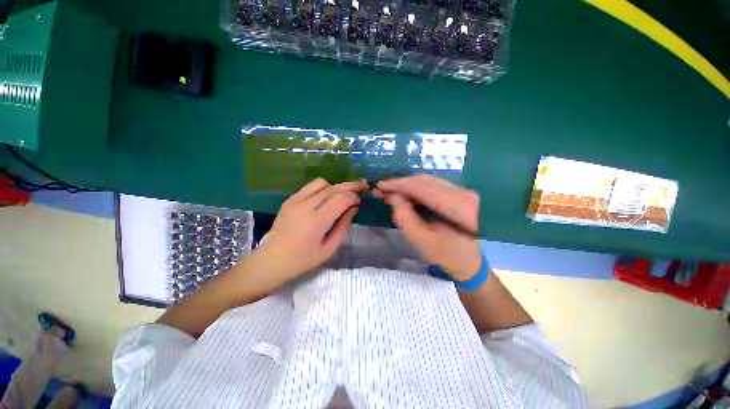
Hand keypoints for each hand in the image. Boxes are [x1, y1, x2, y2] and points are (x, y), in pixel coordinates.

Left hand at [256, 178, 367, 279]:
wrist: (271, 260)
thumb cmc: (303, 260)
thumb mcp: (329, 248)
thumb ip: (343, 225)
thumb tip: (354, 208)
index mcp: (316, 222)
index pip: (341, 200)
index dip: (353, 197)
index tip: (360, 201)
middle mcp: (305, 206)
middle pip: (333, 188)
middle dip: (350, 186)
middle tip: (362, 187)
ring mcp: (295, 200)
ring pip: (322, 183)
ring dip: (336, 186)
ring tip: (343, 194)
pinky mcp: (290, 199)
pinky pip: (310, 186)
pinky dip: (323, 188)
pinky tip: (328, 196)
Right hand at [376, 175, 481, 280]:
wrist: (473, 262)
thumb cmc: (448, 256)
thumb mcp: (424, 241)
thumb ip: (406, 218)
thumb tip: (393, 197)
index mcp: (459, 206)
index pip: (422, 187)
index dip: (399, 184)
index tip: (379, 185)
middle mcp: (462, 192)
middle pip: (425, 180)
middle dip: (401, 184)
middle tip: (381, 189)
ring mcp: (462, 191)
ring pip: (428, 181)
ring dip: (407, 185)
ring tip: (389, 192)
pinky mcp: (458, 194)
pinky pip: (432, 185)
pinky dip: (416, 188)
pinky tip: (405, 193)